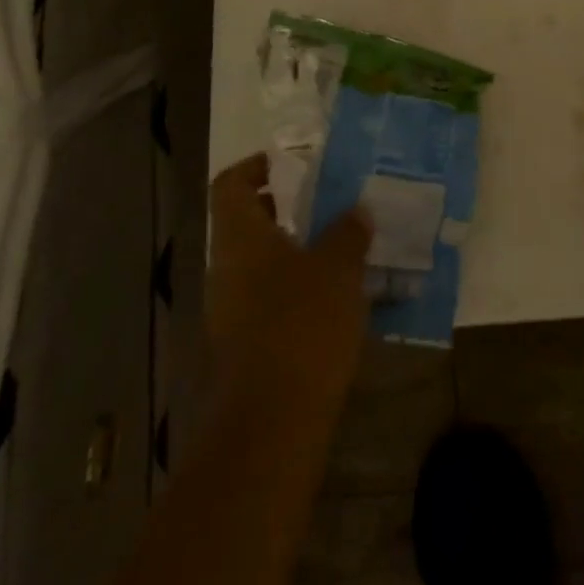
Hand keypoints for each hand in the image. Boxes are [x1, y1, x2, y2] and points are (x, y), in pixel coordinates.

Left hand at [208, 153, 370, 407]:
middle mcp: (227, 268)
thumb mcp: (338, 269)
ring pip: (260, 262)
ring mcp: (232, 309)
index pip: (230, 184)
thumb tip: (356, 211)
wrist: (273, 421)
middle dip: (285, 208)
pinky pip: (270, 297)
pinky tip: (337, 295)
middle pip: (245, 222)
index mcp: (240, 239)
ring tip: (343, 246)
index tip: (291, 163)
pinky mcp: (246, 343)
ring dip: (295, 248)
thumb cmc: (302, 325)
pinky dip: (297, 286)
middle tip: (328, 202)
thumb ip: (348, 233)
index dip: (255, 166)